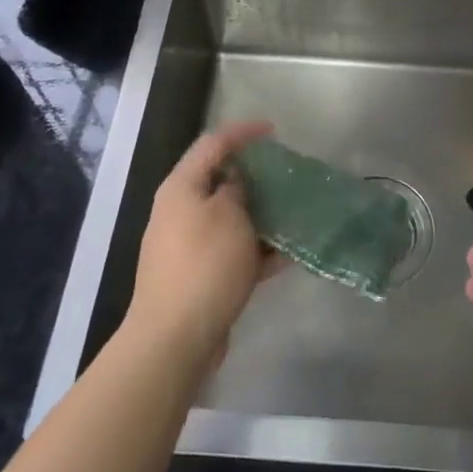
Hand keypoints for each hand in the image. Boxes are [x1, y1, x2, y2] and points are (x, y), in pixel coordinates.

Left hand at [126, 122, 278, 371]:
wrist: (175, 339)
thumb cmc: (204, 265)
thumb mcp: (229, 215)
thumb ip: (238, 189)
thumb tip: (238, 183)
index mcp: (182, 188)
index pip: (213, 144)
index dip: (243, 133)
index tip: (274, 132)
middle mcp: (181, 211)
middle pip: (222, 181)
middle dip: (257, 176)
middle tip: (289, 174)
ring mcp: (190, 246)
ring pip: (232, 219)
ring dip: (262, 214)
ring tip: (297, 212)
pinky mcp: (202, 277)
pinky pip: (235, 252)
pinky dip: (260, 250)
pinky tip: (291, 254)